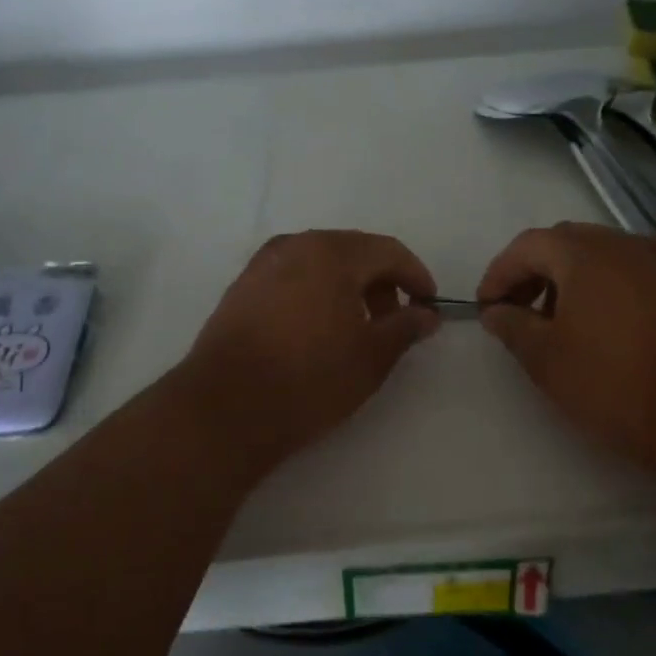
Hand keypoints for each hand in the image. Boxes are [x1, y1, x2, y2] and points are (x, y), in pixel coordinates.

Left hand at [184, 230, 440, 460]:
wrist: (226, 409)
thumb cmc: (309, 379)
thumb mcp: (371, 357)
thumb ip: (405, 328)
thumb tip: (426, 315)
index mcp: (331, 253)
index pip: (388, 251)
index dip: (416, 276)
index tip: (429, 306)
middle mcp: (295, 246)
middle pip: (352, 252)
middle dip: (381, 282)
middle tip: (394, 320)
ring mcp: (262, 265)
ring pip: (319, 263)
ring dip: (347, 287)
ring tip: (357, 328)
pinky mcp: (241, 288)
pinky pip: (292, 277)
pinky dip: (316, 293)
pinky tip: (317, 330)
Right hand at [476, 222, 655, 473]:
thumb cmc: (610, 381)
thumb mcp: (544, 358)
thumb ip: (512, 326)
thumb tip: (495, 311)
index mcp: (584, 253)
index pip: (528, 246)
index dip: (500, 273)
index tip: (485, 306)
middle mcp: (623, 244)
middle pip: (565, 243)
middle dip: (533, 271)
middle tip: (515, 308)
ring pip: (599, 256)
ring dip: (567, 278)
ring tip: (553, 320)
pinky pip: (628, 272)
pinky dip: (601, 286)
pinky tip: (597, 324)